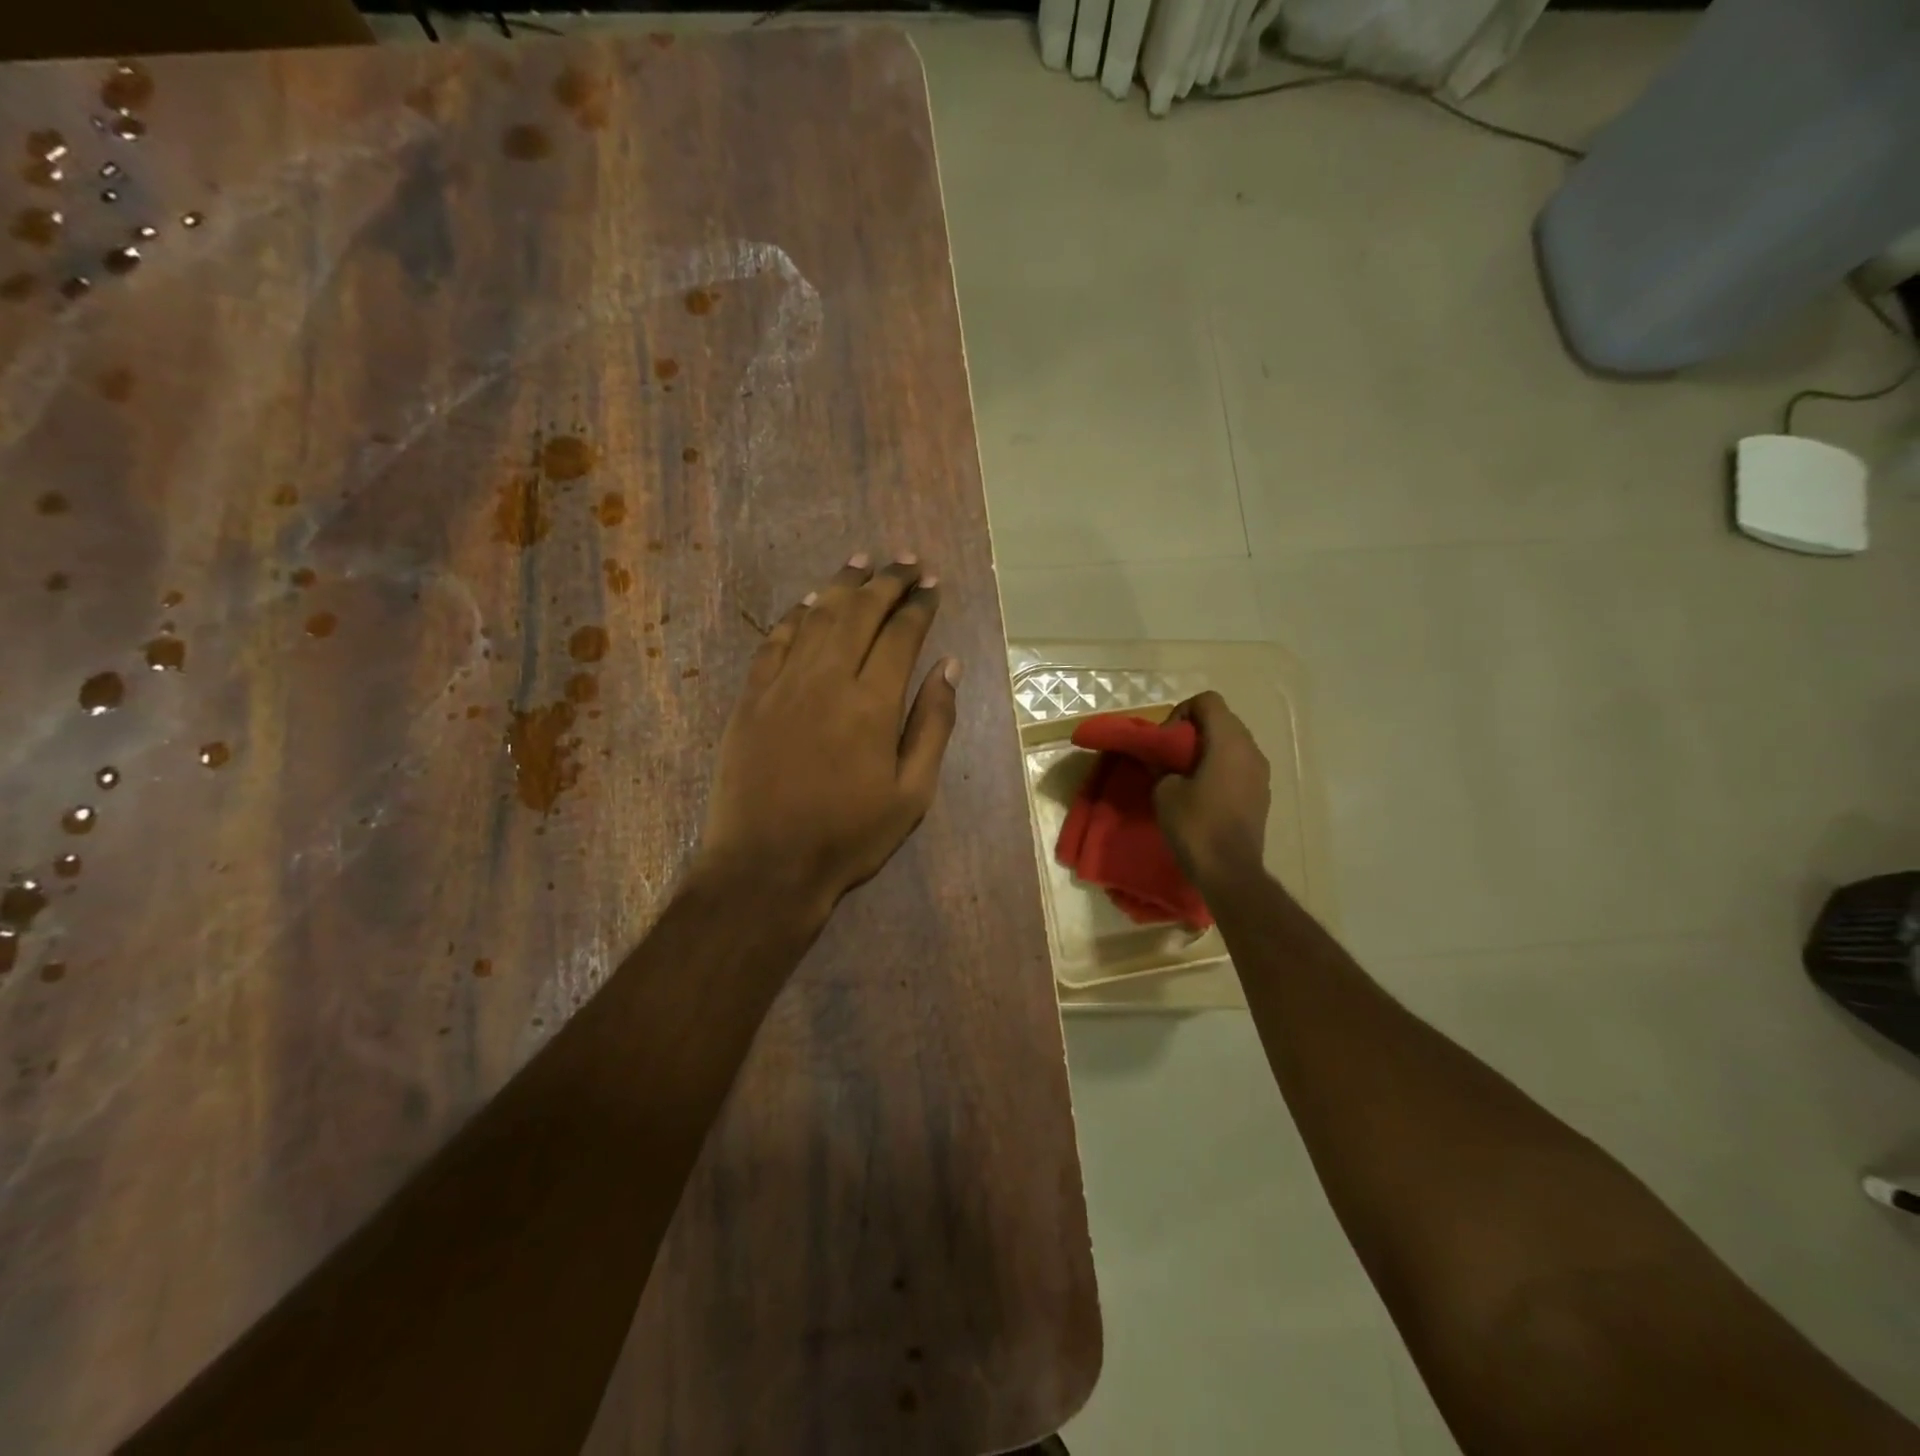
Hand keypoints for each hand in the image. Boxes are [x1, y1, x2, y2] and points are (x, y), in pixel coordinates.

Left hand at [696, 553, 959, 922]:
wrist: (766, 865)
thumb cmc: (848, 835)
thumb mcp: (912, 792)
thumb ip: (932, 724)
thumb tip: (948, 666)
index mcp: (872, 702)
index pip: (901, 634)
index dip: (918, 604)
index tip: (931, 582)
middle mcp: (827, 679)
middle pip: (859, 613)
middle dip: (885, 581)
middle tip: (904, 559)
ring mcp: (783, 685)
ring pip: (816, 617)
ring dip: (841, 585)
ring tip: (861, 561)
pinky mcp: (751, 698)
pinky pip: (774, 642)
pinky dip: (794, 616)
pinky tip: (808, 603)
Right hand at [1153, 691, 1269, 888]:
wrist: (1230, 872)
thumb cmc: (1196, 825)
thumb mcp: (1165, 791)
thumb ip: (1163, 766)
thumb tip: (1163, 761)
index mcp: (1229, 741)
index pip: (1207, 701)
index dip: (1181, 712)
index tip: (1166, 740)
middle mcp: (1251, 749)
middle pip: (1221, 720)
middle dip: (1193, 731)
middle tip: (1170, 757)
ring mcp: (1261, 772)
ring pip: (1231, 743)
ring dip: (1206, 750)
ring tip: (1184, 776)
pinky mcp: (1261, 793)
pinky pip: (1238, 765)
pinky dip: (1219, 768)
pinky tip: (1202, 793)